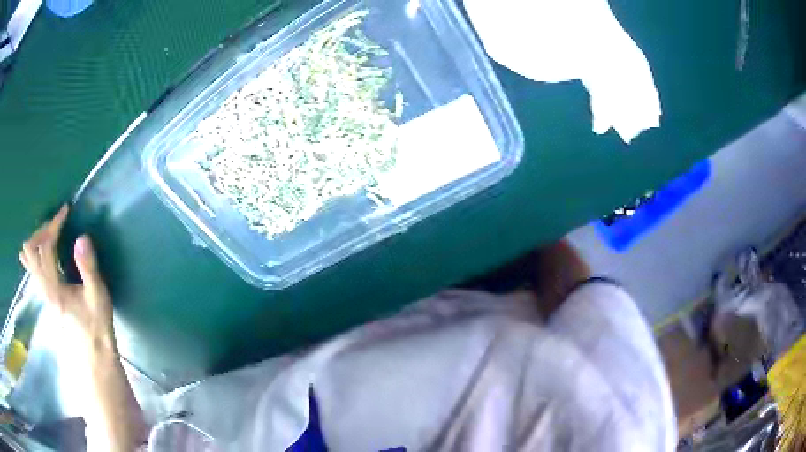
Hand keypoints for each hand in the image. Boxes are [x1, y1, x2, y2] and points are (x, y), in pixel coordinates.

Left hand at [20, 205, 114, 356]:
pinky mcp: (46, 294)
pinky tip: (36, 248)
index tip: (66, 211)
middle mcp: (44, 288)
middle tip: (57, 223)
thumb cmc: (96, 324)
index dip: (54, 225)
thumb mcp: (97, 296)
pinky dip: (33, 252)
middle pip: (31, 250)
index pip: (45, 247)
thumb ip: (88, 267)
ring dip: (37, 239)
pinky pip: (32, 267)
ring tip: (49, 231)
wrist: (94, 351)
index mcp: (54, 288)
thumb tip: (82, 237)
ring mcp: (43, 292)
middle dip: (43, 230)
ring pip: (30, 259)